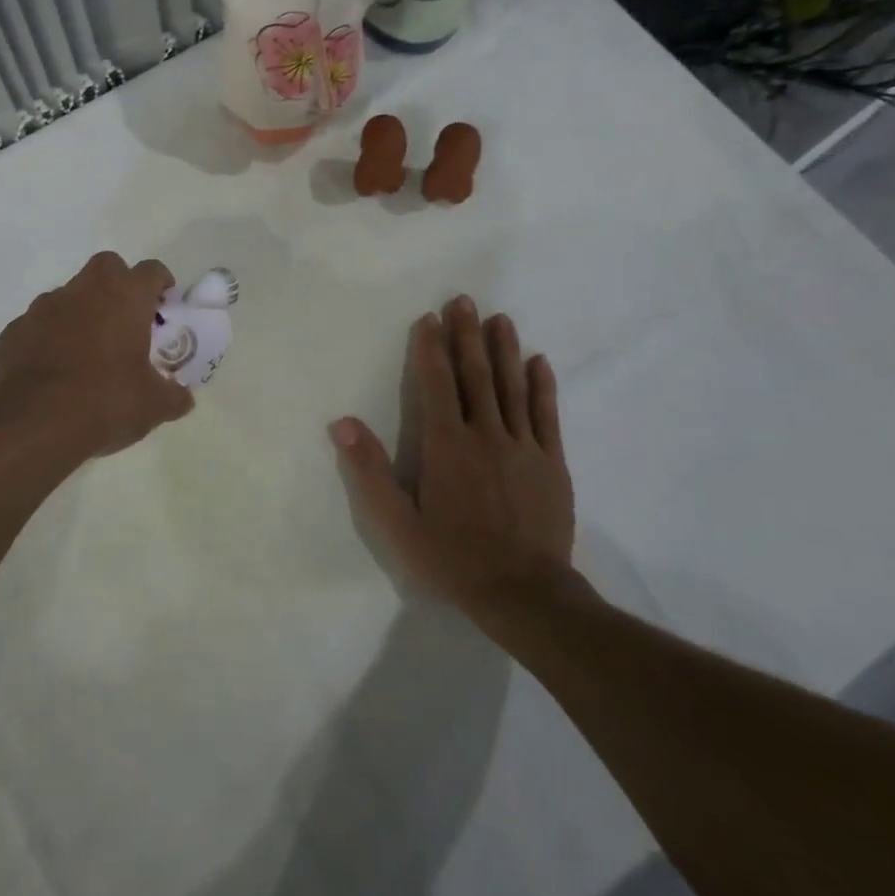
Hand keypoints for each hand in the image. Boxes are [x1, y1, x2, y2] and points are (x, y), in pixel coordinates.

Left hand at [0, 251, 193, 463]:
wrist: (32, 423)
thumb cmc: (104, 402)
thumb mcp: (153, 406)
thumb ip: (173, 395)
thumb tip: (183, 398)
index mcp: (125, 297)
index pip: (151, 271)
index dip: (161, 284)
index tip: (164, 304)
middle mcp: (84, 290)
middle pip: (107, 267)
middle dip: (118, 285)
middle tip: (126, 320)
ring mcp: (44, 307)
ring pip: (69, 295)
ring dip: (81, 312)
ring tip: (87, 351)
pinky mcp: (15, 330)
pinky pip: (39, 325)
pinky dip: (50, 337)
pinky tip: (54, 370)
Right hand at [329, 296, 579, 620]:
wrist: (525, 595)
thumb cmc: (453, 558)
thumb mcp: (397, 523)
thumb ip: (369, 471)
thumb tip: (342, 424)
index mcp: (446, 445)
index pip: (436, 384)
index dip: (431, 348)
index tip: (430, 318)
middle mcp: (485, 434)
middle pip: (475, 374)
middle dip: (467, 335)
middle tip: (464, 300)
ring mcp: (523, 447)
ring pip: (511, 386)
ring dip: (504, 350)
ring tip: (499, 318)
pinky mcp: (552, 463)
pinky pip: (546, 416)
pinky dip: (541, 387)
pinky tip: (539, 362)